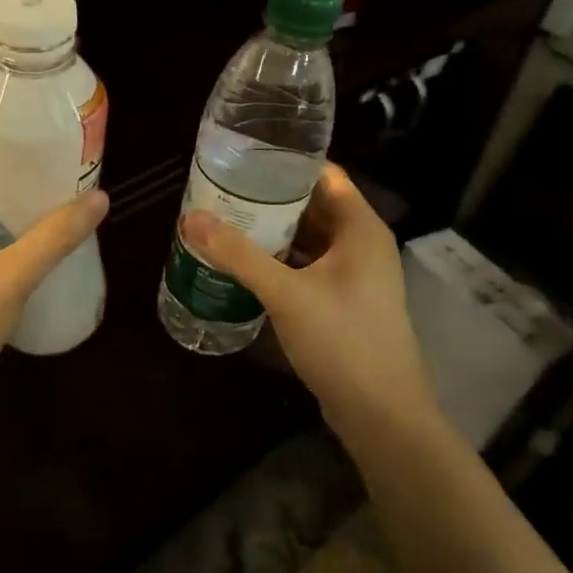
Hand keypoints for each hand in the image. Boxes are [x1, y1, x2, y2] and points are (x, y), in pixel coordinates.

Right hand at [181, 164, 431, 432]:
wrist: (382, 414)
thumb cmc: (342, 340)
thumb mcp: (286, 293)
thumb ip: (239, 255)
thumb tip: (190, 219)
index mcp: (360, 228)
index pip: (324, 175)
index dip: (285, 163)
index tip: (243, 158)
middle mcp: (362, 244)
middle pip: (313, 205)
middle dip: (270, 199)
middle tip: (222, 190)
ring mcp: (355, 275)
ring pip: (310, 239)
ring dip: (273, 232)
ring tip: (226, 221)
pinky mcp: (344, 302)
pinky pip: (309, 267)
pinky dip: (281, 261)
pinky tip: (246, 264)